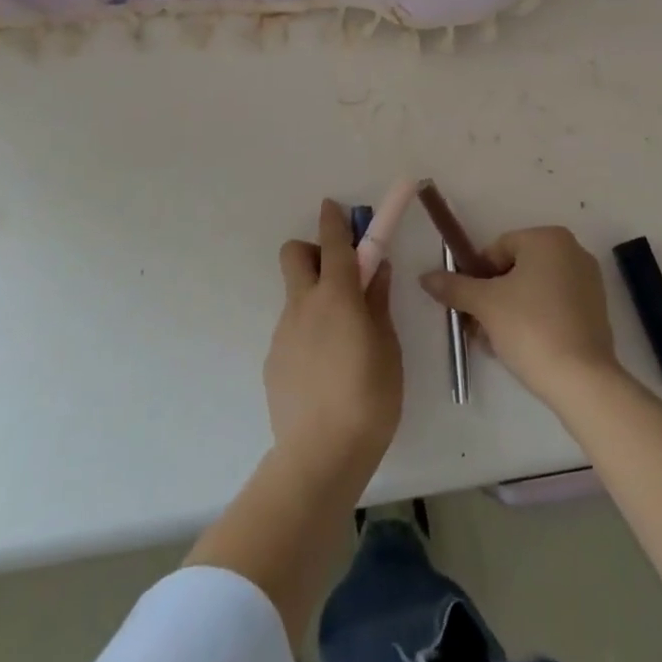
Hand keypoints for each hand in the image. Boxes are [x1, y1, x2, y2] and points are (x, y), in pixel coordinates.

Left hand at [265, 200, 403, 482]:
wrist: (320, 456)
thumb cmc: (369, 396)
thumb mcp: (388, 347)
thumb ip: (379, 303)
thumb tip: (376, 270)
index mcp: (337, 295)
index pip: (334, 242)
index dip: (334, 219)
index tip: (334, 206)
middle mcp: (304, 304)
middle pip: (295, 254)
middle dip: (313, 251)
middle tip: (340, 275)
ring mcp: (284, 332)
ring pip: (295, 295)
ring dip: (315, 298)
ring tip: (342, 341)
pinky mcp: (274, 360)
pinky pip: (292, 330)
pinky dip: (308, 333)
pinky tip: (326, 371)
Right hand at [420, 226, 619, 407]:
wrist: (582, 381)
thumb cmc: (530, 328)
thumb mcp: (485, 305)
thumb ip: (454, 286)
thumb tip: (425, 277)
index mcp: (548, 238)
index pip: (498, 249)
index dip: (477, 278)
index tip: (470, 307)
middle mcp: (572, 251)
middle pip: (515, 270)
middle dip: (492, 298)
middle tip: (478, 328)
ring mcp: (588, 282)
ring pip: (533, 291)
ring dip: (509, 312)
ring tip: (495, 344)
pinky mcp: (596, 312)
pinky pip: (554, 307)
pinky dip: (534, 321)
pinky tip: (520, 349)